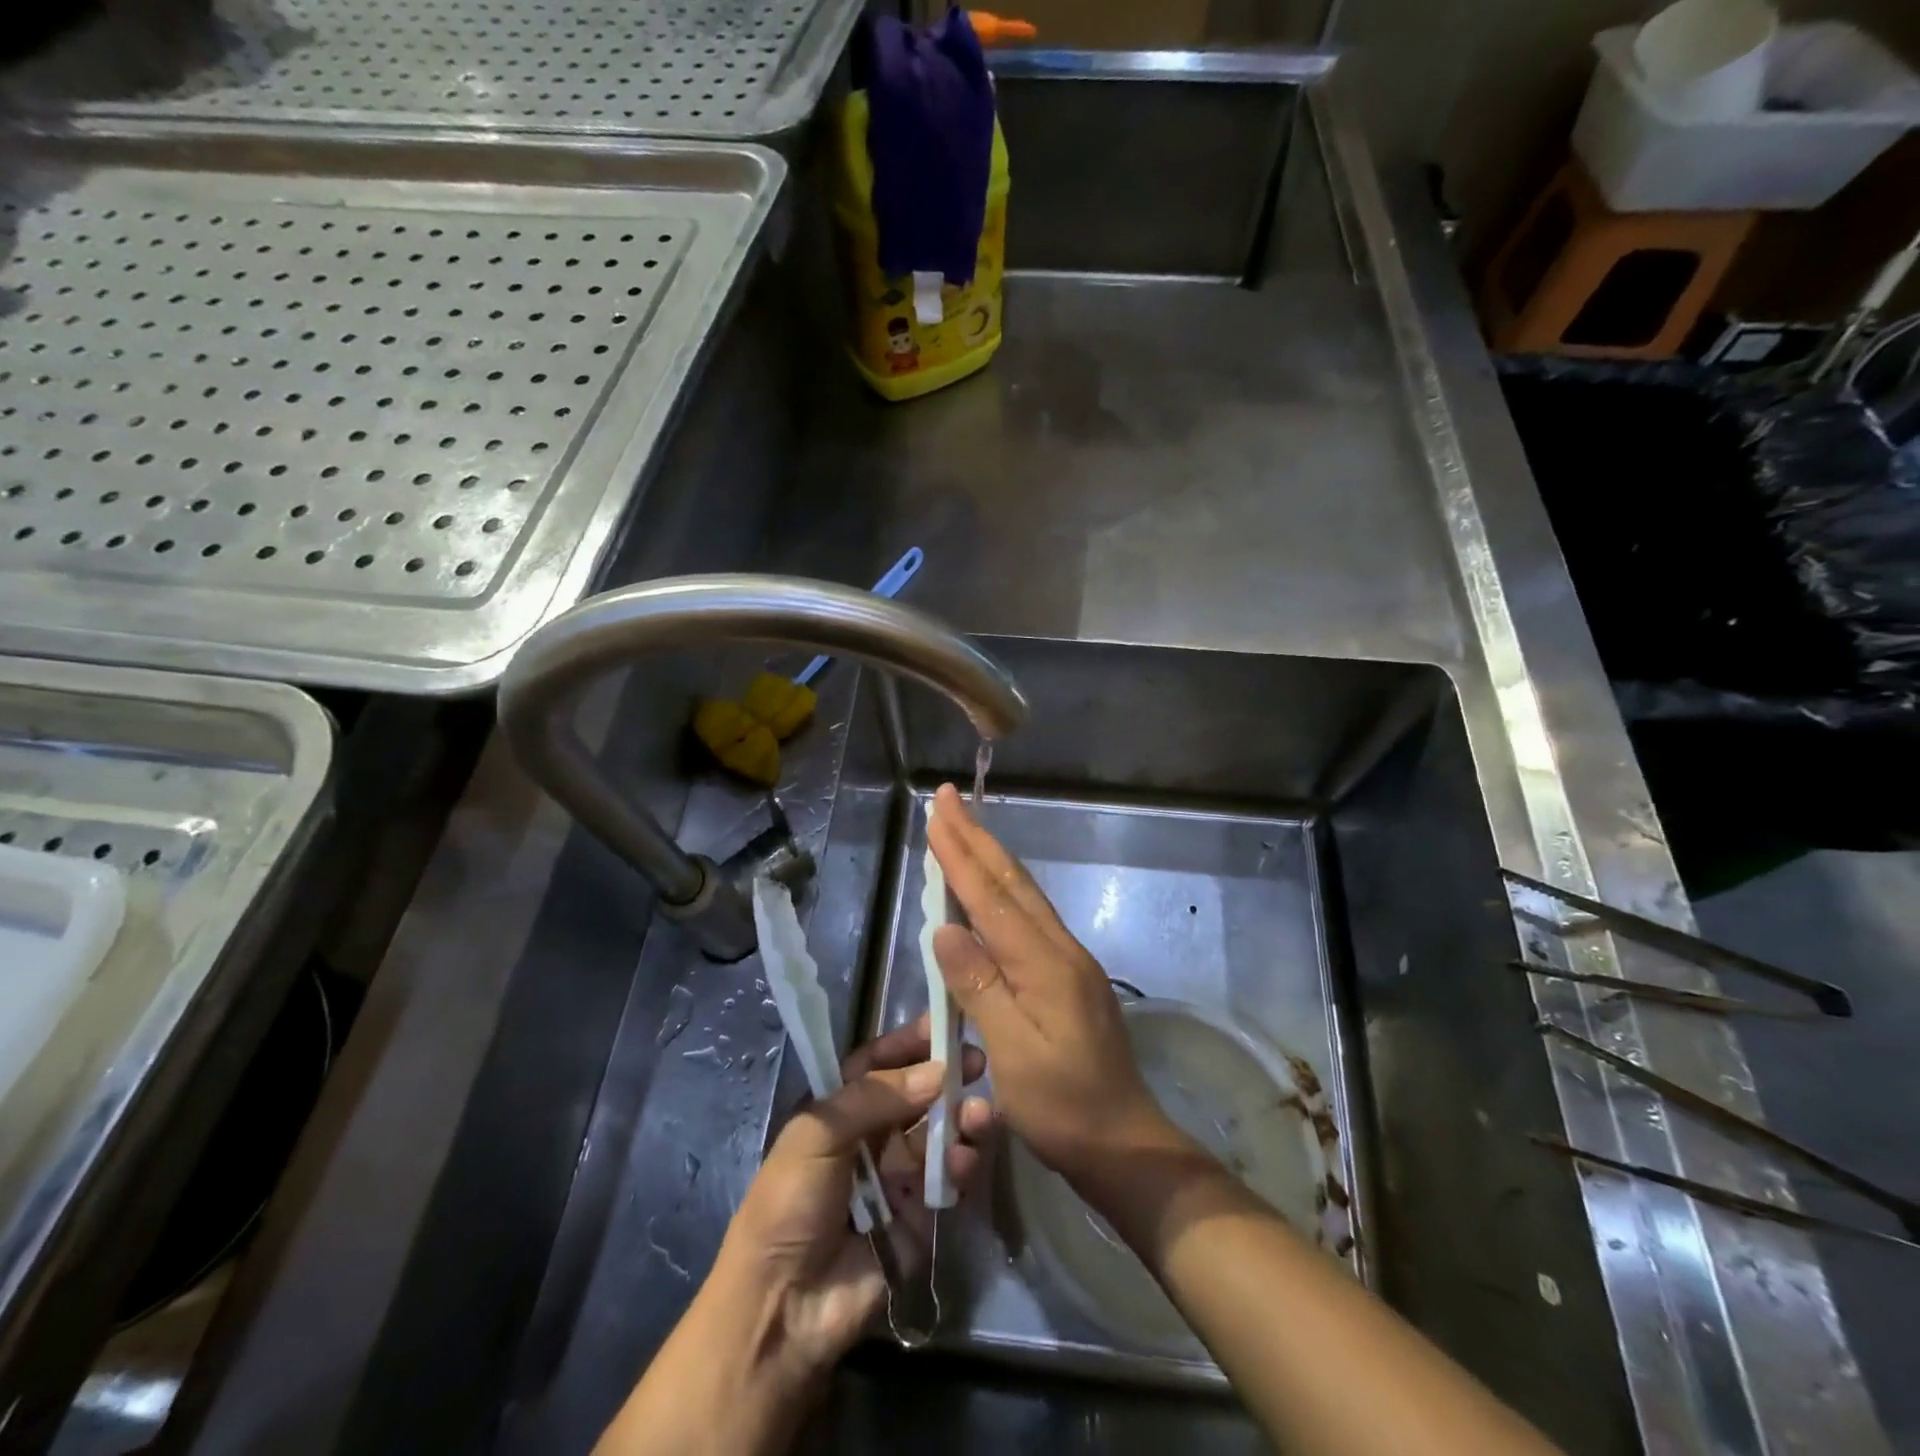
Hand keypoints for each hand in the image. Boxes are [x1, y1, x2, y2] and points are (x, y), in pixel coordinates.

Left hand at [709, 1015, 992, 1377]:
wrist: (785, 1306)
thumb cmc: (790, 1202)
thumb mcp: (818, 1134)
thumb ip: (876, 1096)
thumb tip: (937, 1072)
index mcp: (839, 1110)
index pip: (877, 1063)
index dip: (907, 1044)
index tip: (942, 1024)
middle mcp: (871, 1136)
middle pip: (916, 1094)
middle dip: (946, 1075)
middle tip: (977, 1061)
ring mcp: (897, 1175)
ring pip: (938, 1132)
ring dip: (961, 1117)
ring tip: (978, 1112)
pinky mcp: (920, 1215)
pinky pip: (948, 1178)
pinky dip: (961, 1163)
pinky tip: (964, 1157)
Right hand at [926, 784, 1184, 1187]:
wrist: (1124, 1143)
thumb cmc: (1064, 1108)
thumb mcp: (1015, 1055)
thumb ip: (980, 987)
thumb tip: (945, 928)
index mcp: (1046, 964)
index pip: (992, 898)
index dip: (960, 855)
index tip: (938, 814)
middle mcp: (1060, 949)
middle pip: (1012, 883)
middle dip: (976, 838)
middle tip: (949, 799)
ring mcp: (1069, 961)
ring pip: (1023, 895)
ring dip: (990, 857)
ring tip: (964, 828)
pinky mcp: (1069, 976)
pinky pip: (1029, 917)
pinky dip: (1002, 890)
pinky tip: (992, 887)